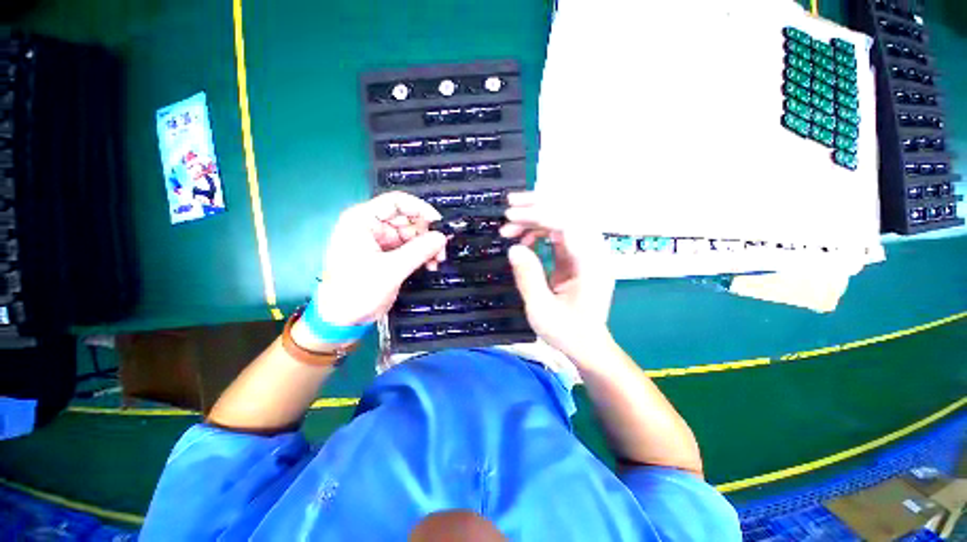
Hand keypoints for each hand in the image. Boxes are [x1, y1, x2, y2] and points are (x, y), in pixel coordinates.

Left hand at [312, 192, 447, 325]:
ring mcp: (380, 242)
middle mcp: (372, 227)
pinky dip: (422, 255)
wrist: (343, 319)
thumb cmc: (357, 291)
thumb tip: (442, 237)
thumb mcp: (390, 270)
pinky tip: (430, 266)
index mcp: (362, 221)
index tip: (439, 223)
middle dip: (427, 234)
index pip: (396, 202)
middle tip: (441, 249)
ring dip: (427, 247)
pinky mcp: (388, 256)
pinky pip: (411, 248)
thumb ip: (419, 251)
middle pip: (408, 220)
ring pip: (413, 235)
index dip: (420, 209)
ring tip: (436, 261)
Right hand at [500, 192, 615, 361]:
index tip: (510, 216)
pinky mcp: (577, 258)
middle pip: (569, 213)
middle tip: (509, 207)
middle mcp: (593, 253)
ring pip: (564, 220)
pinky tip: (525, 240)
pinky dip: (540, 232)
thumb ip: (528, 277)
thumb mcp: (541, 309)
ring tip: (510, 227)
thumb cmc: (567, 333)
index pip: (567, 223)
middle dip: (538, 206)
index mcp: (590, 264)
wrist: (587, 346)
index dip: (537, 214)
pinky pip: (559, 234)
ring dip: (537, 217)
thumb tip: (514, 248)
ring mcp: (586, 254)